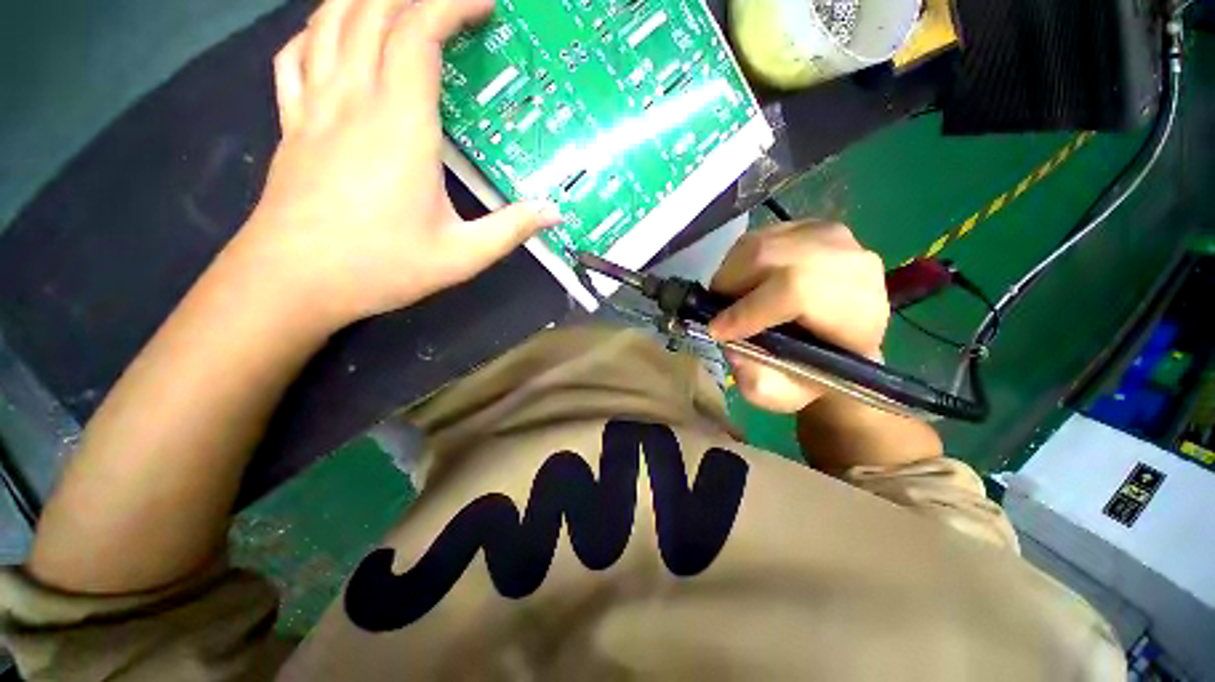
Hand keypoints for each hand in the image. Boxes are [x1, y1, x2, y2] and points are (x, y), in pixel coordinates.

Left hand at [238, 0, 561, 327]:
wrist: (292, 281)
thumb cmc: (381, 267)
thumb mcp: (462, 255)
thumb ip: (511, 229)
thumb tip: (554, 212)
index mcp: (400, 126)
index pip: (418, 32)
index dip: (451, 4)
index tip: (485, 5)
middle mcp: (353, 99)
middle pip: (373, 11)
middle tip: (452, 5)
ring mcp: (314, 105)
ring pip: (330, 20)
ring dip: (366, 0)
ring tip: (400, 6)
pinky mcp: (291, 122)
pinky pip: (295, 54)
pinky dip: (317, 30)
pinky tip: (335, 36)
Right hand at [708, 221, 889, 412]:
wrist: (838, 347)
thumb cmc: (811, 376)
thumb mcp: (781, 394)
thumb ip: (755, 379)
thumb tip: (729, 341)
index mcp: (858, 313)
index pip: (798, 291)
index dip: (750, 310)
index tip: (717, 331)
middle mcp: (853, 265)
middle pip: (774, 258)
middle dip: (732, 287)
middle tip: (717, 313)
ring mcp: (835, 238)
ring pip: (762, 243)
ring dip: (733, 274)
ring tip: (729, 300)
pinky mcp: (813, 227)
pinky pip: (761, 235)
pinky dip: (740, 260)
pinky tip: (744, 283)